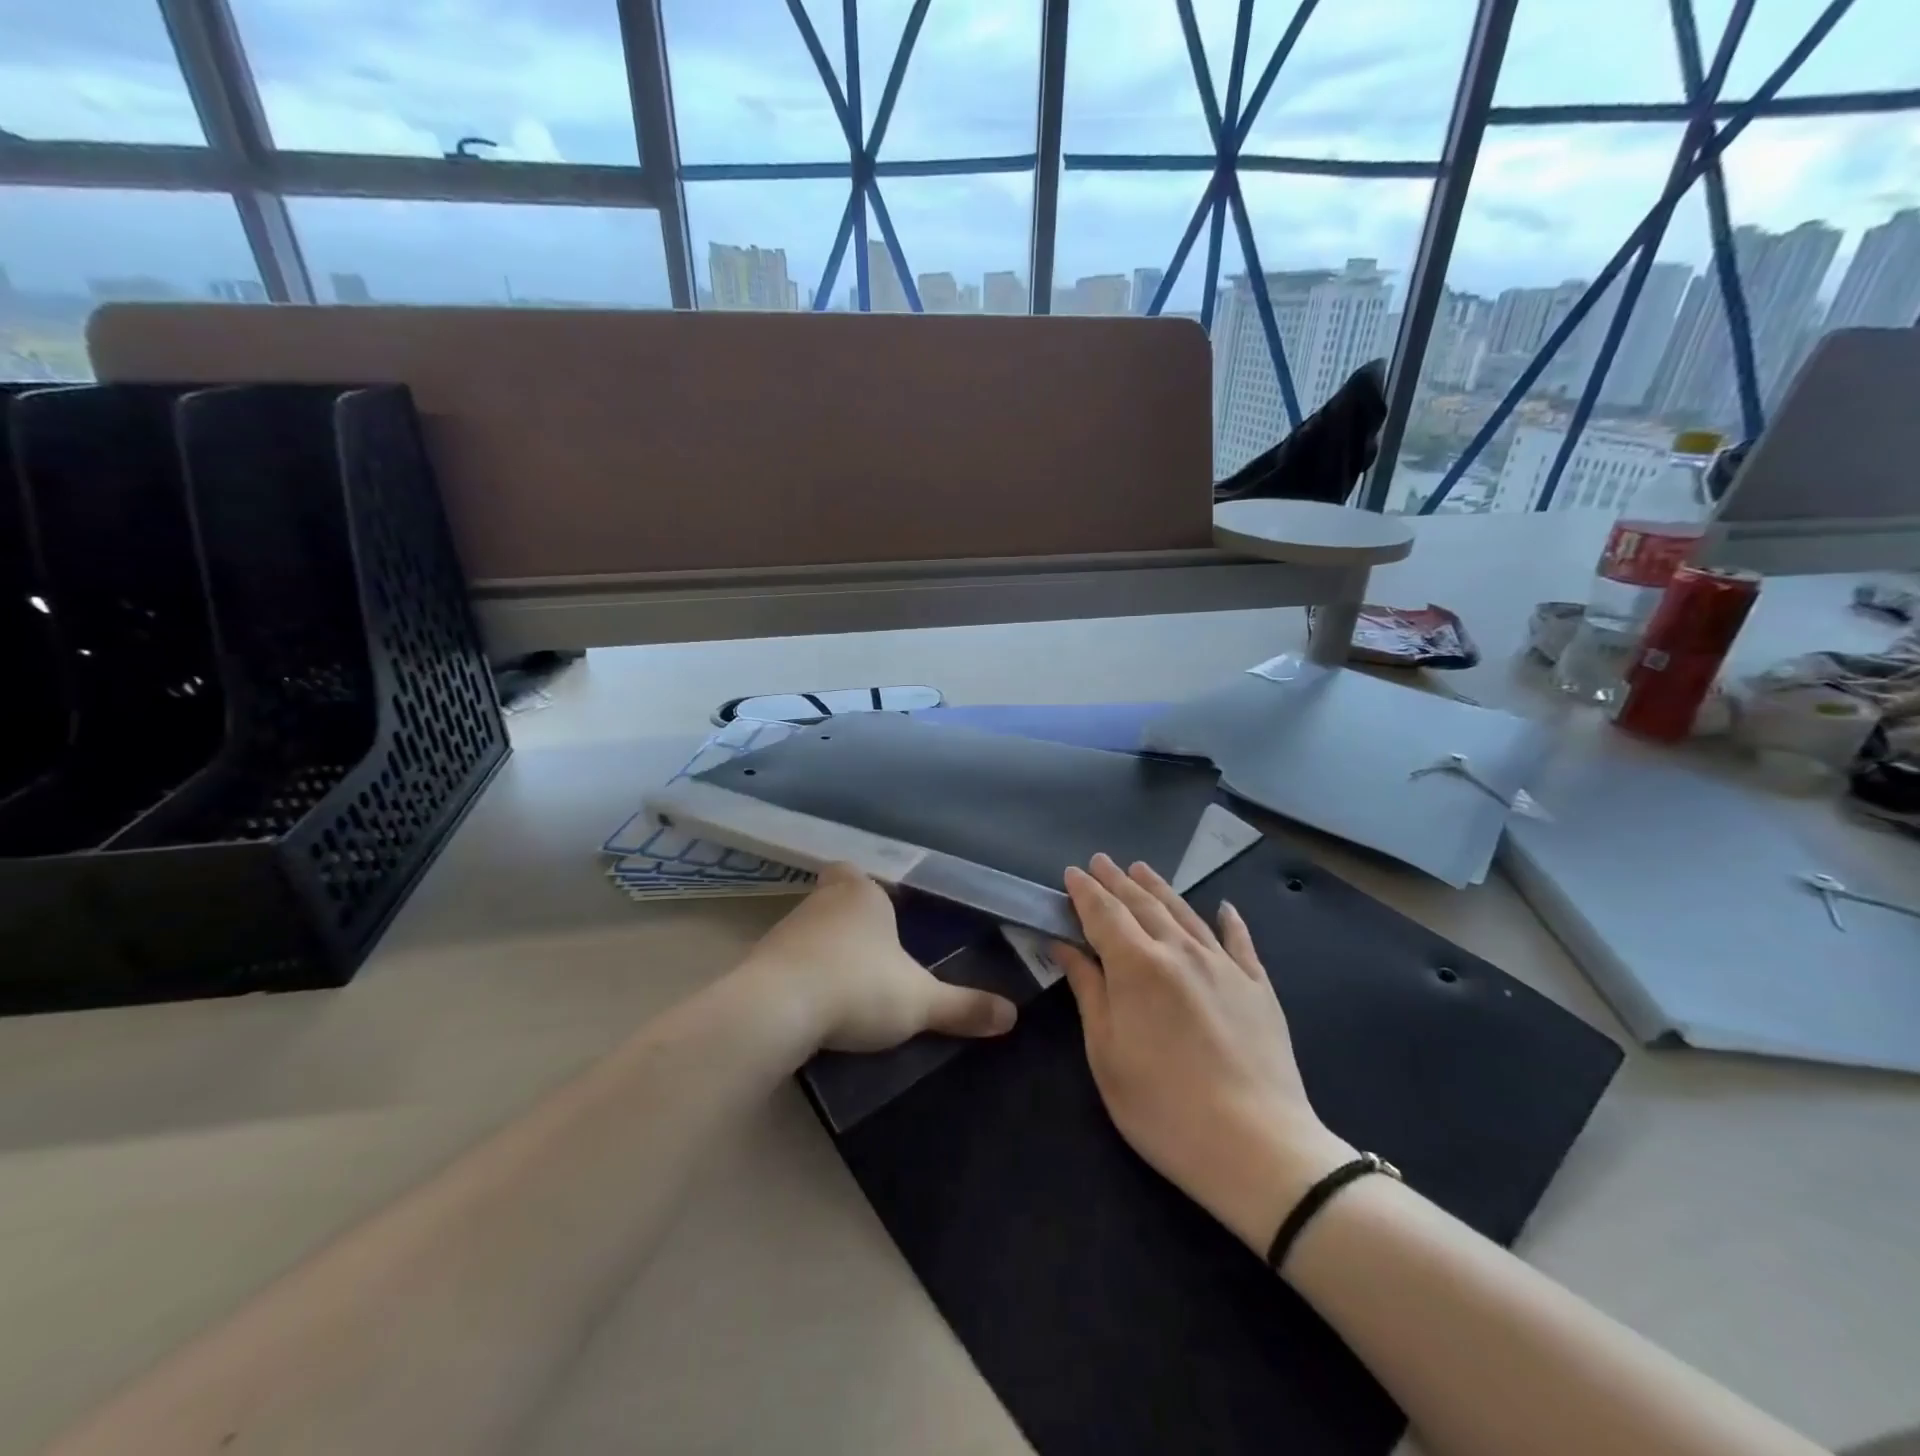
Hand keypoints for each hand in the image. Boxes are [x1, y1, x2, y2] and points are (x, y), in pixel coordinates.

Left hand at [741, 864, 1017, 1053]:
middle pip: (836, 899)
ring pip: (810, 930)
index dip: (871, 891)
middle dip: (850, 921)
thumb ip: (964, 1006)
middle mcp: (821, 900)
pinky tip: (813, 1004)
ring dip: (824, 951)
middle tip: (873, 953)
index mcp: (861, 893)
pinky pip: (787, 961)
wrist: (777, 1010)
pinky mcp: (758, 961)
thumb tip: (1012, 1015)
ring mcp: (785, 929)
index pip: (860, 874)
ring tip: (846, 986)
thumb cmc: (858, 987)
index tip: (885, 915)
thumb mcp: (920, 1002)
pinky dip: (800, 976)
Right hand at [1055, 854, 1354, 1254]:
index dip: (1085, 892)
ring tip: (1142, 869)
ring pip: (1186, 913)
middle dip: (1117, 881)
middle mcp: (1180, 951)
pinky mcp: (1259, 987)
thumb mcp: (1106, 1053)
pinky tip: (1224, 907)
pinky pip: (1240, 942)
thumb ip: (1088, 991)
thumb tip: (1066, 946)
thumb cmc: (1163, 1106)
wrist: (1257, 1146)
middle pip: (1143, 905)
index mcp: (1137, 966)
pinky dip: (1229, 921)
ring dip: (1160, 889)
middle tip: (1101, 861)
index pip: (1103, 914)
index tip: (1072, 872)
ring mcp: (1224, 966)